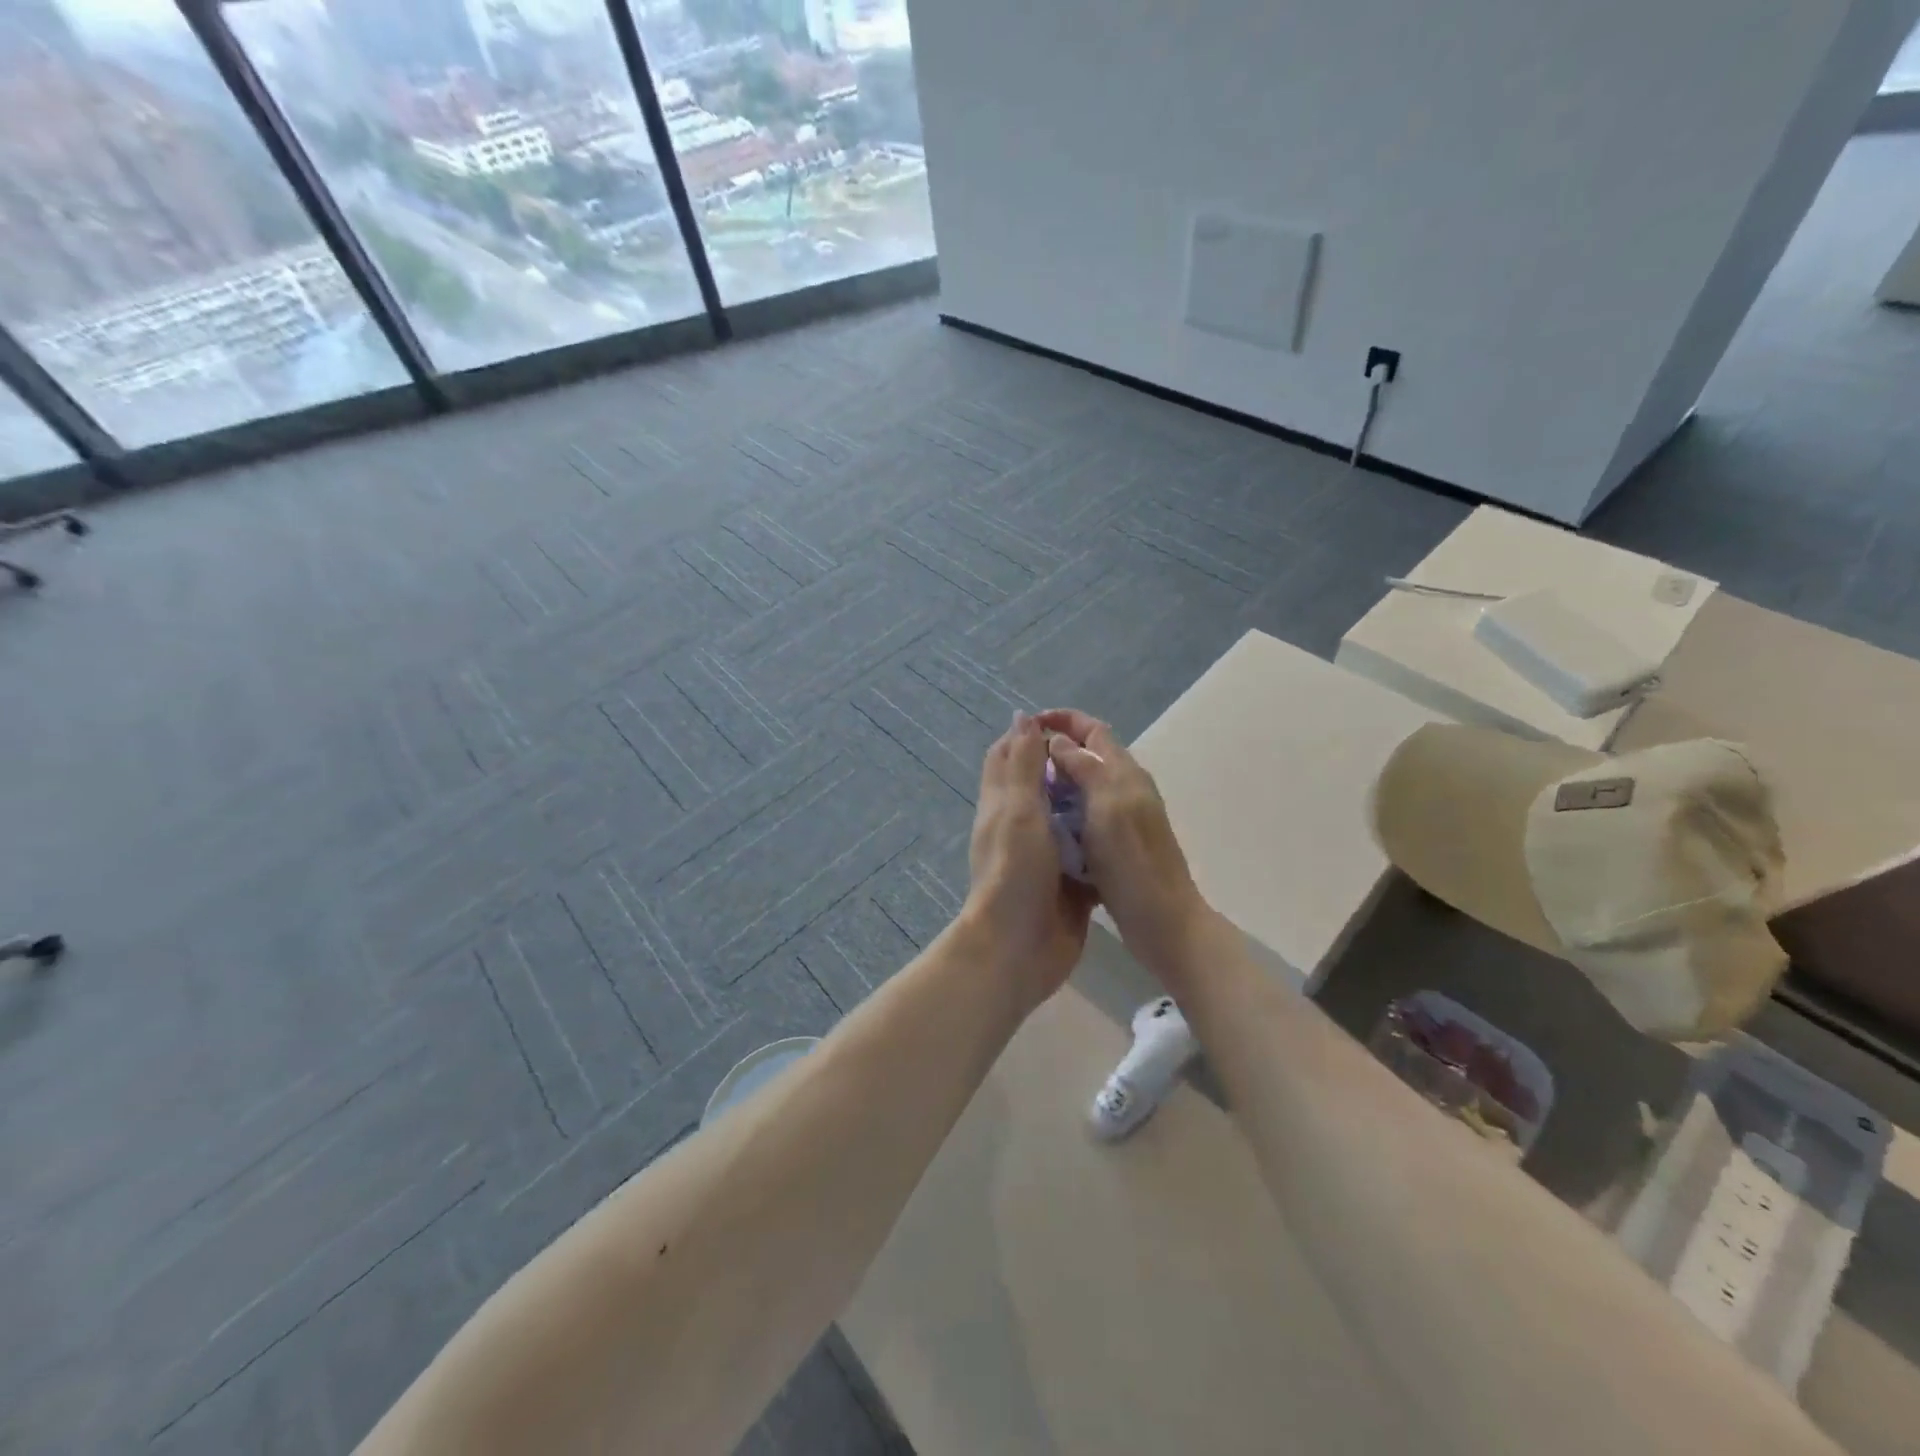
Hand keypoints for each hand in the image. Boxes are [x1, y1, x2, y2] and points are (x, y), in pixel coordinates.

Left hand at [962, 713, 1097, 1011]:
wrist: (1019, 948)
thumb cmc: (1016, 873)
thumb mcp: (1018, 811)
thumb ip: (1022, 765)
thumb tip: (1023, 716)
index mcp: (1003, 805)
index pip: (1009, 756)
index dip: (1030, 735)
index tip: (1064, 724)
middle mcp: (1021, 827)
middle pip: (1041, 786)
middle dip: (1066, 768)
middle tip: (1103, 757)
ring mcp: (1045, 857)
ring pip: (1066, 819)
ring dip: (1086, 803)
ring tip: (1120, 786)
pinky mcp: (1068, 883)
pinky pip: (1086, 854)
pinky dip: (1100, 841)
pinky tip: (1126, 831)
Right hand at [1036, 709, 1211, 987]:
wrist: (1163, 920)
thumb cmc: (1132, 861)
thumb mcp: (1105, 805)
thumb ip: (1084, 767)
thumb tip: (1059, 740)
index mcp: (1125, 773)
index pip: (1093, 730)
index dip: (1063, 720)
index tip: (1029, 724)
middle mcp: (1125, 788)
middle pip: (1089, 755)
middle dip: (1055, 750)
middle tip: (1020, 762)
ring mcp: (1122, 817)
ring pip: (1085, 785)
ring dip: (1057, 781)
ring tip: (1025, 791)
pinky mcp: (1116, 843)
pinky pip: (1084, 814)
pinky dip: (1063, 811)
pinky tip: (1044, 825)